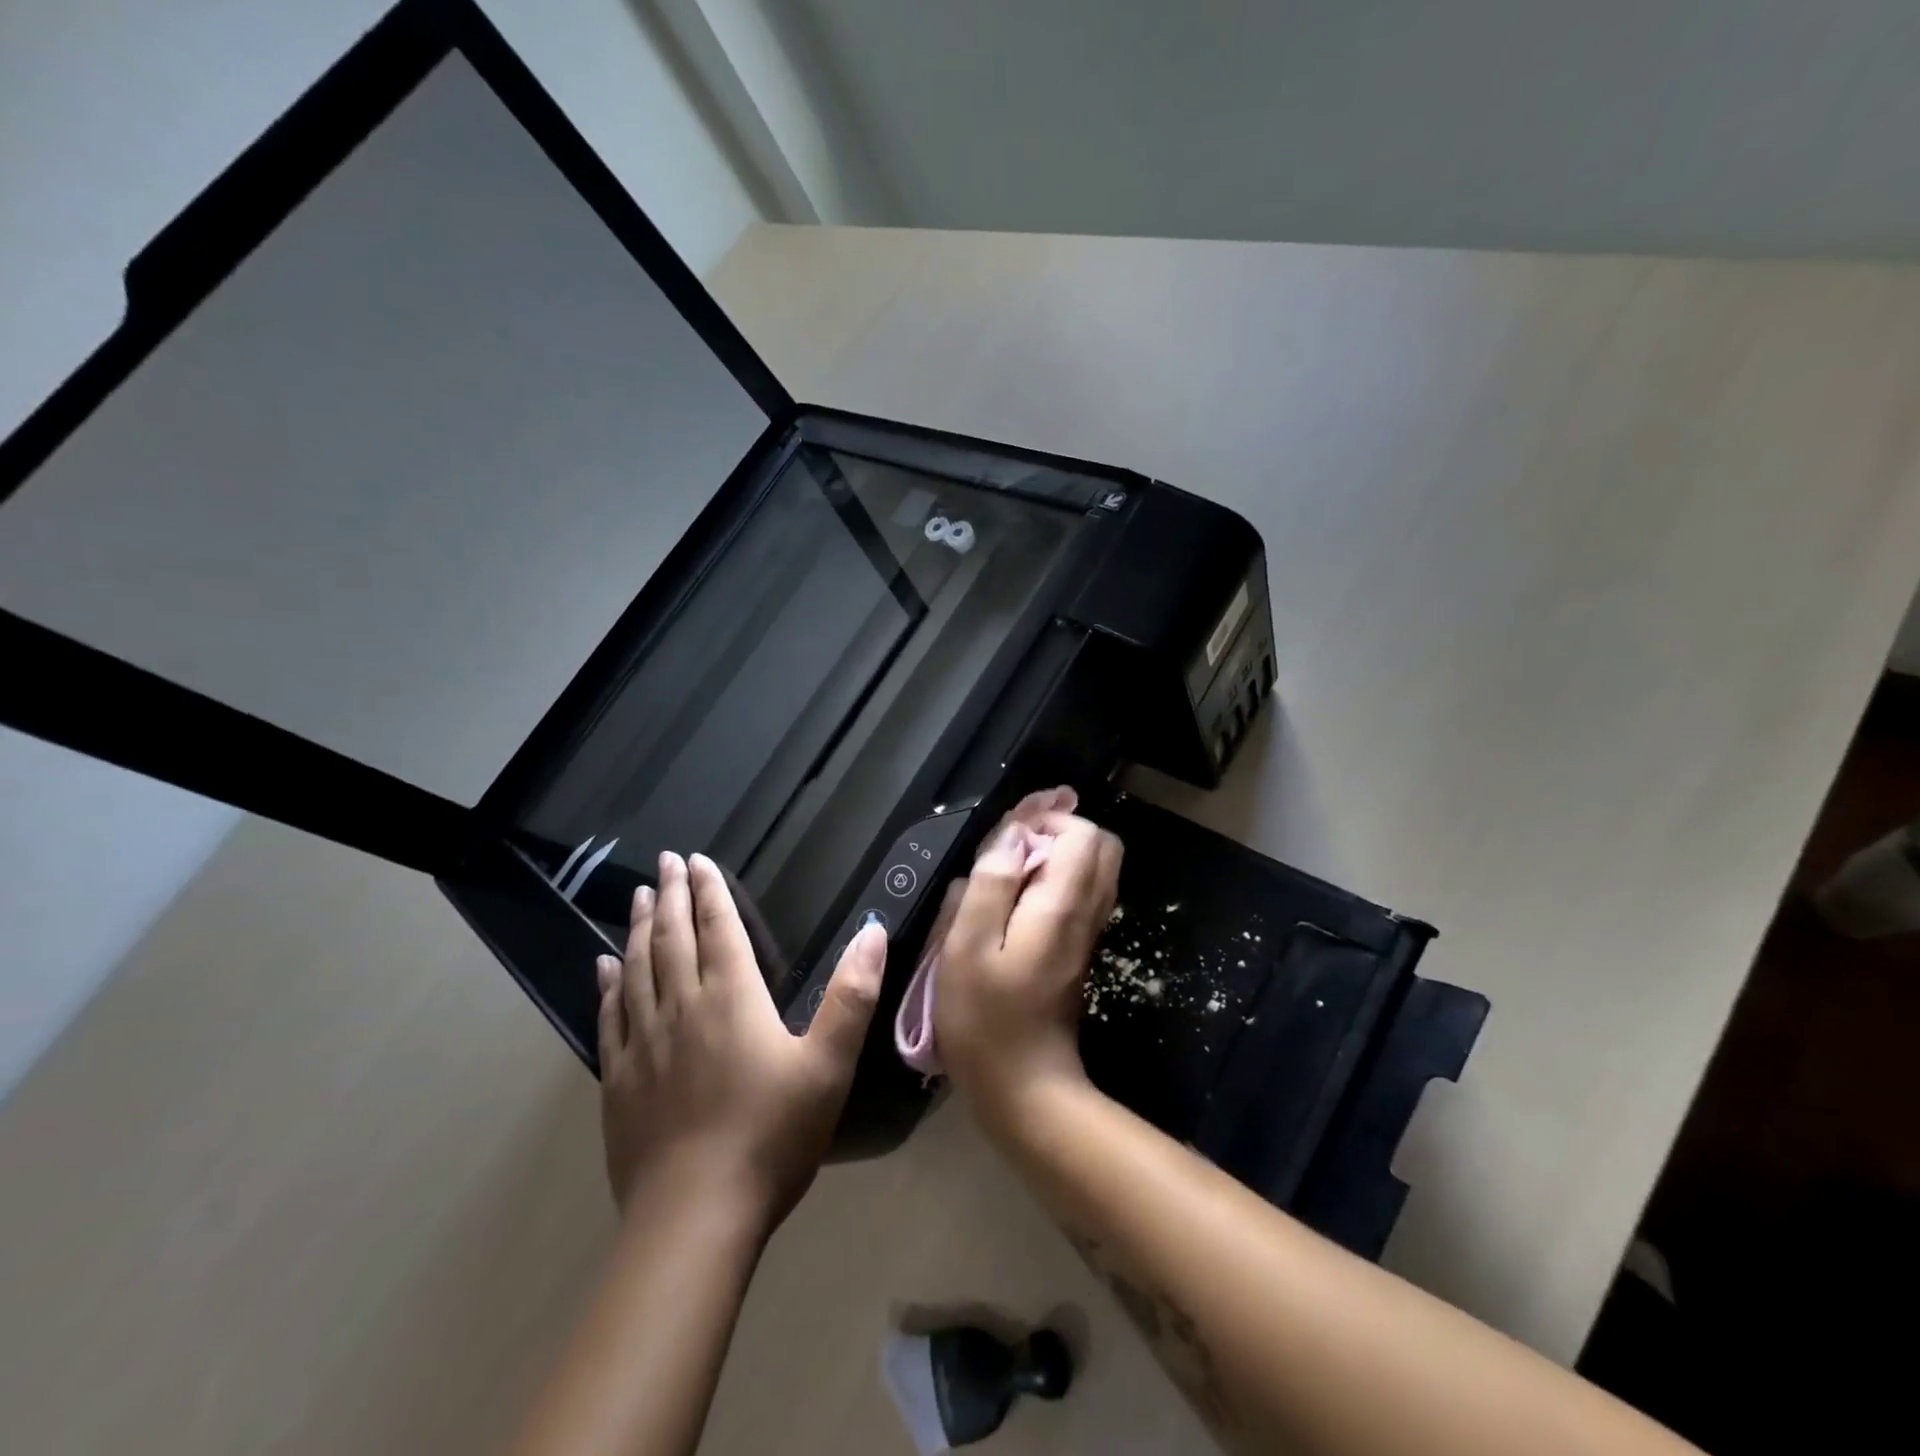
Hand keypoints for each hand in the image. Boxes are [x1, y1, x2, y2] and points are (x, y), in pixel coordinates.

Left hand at [596, 851, 885, 1229]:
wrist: (694, 1218)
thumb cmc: (771, 1135)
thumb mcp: (829, 1064)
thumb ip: (852, 995)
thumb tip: (872, 930)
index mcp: (732, 998)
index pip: (718, 928)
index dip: (709, 891)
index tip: (697, 859)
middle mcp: (682, 1007)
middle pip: (672, 937)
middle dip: (670, 895)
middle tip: (664, 861)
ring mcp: (644, 1043)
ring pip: (637, 969)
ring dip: (637, 928)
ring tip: (636, 897)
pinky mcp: (619, 1080)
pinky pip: (610, 1016)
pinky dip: (608, 984)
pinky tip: (603, 967)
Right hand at [934, 810, 1122, 1116]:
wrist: (1024, 1089)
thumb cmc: (985, 1020)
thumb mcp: (968, 948)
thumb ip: (991, 884)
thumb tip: (1011, 834)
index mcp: (1062, 905)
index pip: (1082, 832)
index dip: (1046, 820)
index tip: (1006, 836)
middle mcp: (1087, 912)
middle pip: (1099, 845)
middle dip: (1057, 831)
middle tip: (1011, 848)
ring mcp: (1087, 933)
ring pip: (1093, 869)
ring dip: (1056, 855)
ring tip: (1008, 870)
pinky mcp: (1077, 950)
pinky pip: (1081, 894)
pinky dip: (1056, 880)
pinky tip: (1015, 901)